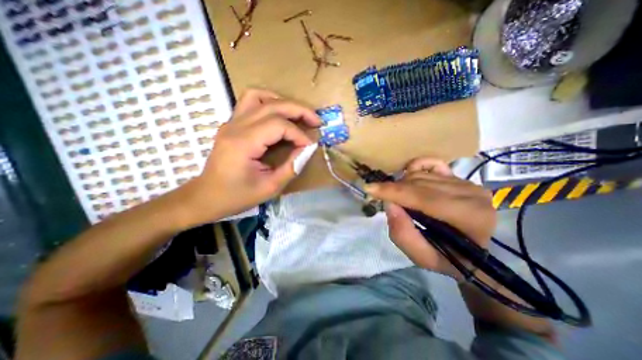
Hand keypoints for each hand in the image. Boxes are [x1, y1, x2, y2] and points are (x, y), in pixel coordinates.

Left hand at [181, 89, 321, 222]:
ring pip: (260, 97)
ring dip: (284, 102)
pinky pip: (250, 101)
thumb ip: (292, 166)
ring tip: (299, 114)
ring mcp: (231, 122)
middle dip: (299, 111)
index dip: (299, 134)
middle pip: (273, 106)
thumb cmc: (237, 196)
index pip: (279, 126)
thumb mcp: (270, 187)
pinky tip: (279, 113)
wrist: (206, 196)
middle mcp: (236, 126)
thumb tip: (308, 149)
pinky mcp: (232, 124)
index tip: (310, 146)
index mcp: (244, 143)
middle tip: (317, 121)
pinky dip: (269, 101)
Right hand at [366, 158, 494, 278]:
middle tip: (380, 197)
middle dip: (394, 189)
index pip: (423, 198)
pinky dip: (415, 167)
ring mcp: (466, 182)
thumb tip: (389, 205)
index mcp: (469, 217)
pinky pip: (431, 163)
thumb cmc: (452, 259)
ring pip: (421, 176)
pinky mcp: (459, 177)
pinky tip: (408, 176)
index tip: (369, 189)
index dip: (394, 192)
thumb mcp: (425, 258)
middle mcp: (470, 193)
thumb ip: (404, 236)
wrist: (478, 252)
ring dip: (402, 185)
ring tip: (398, 198)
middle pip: (419, 184)